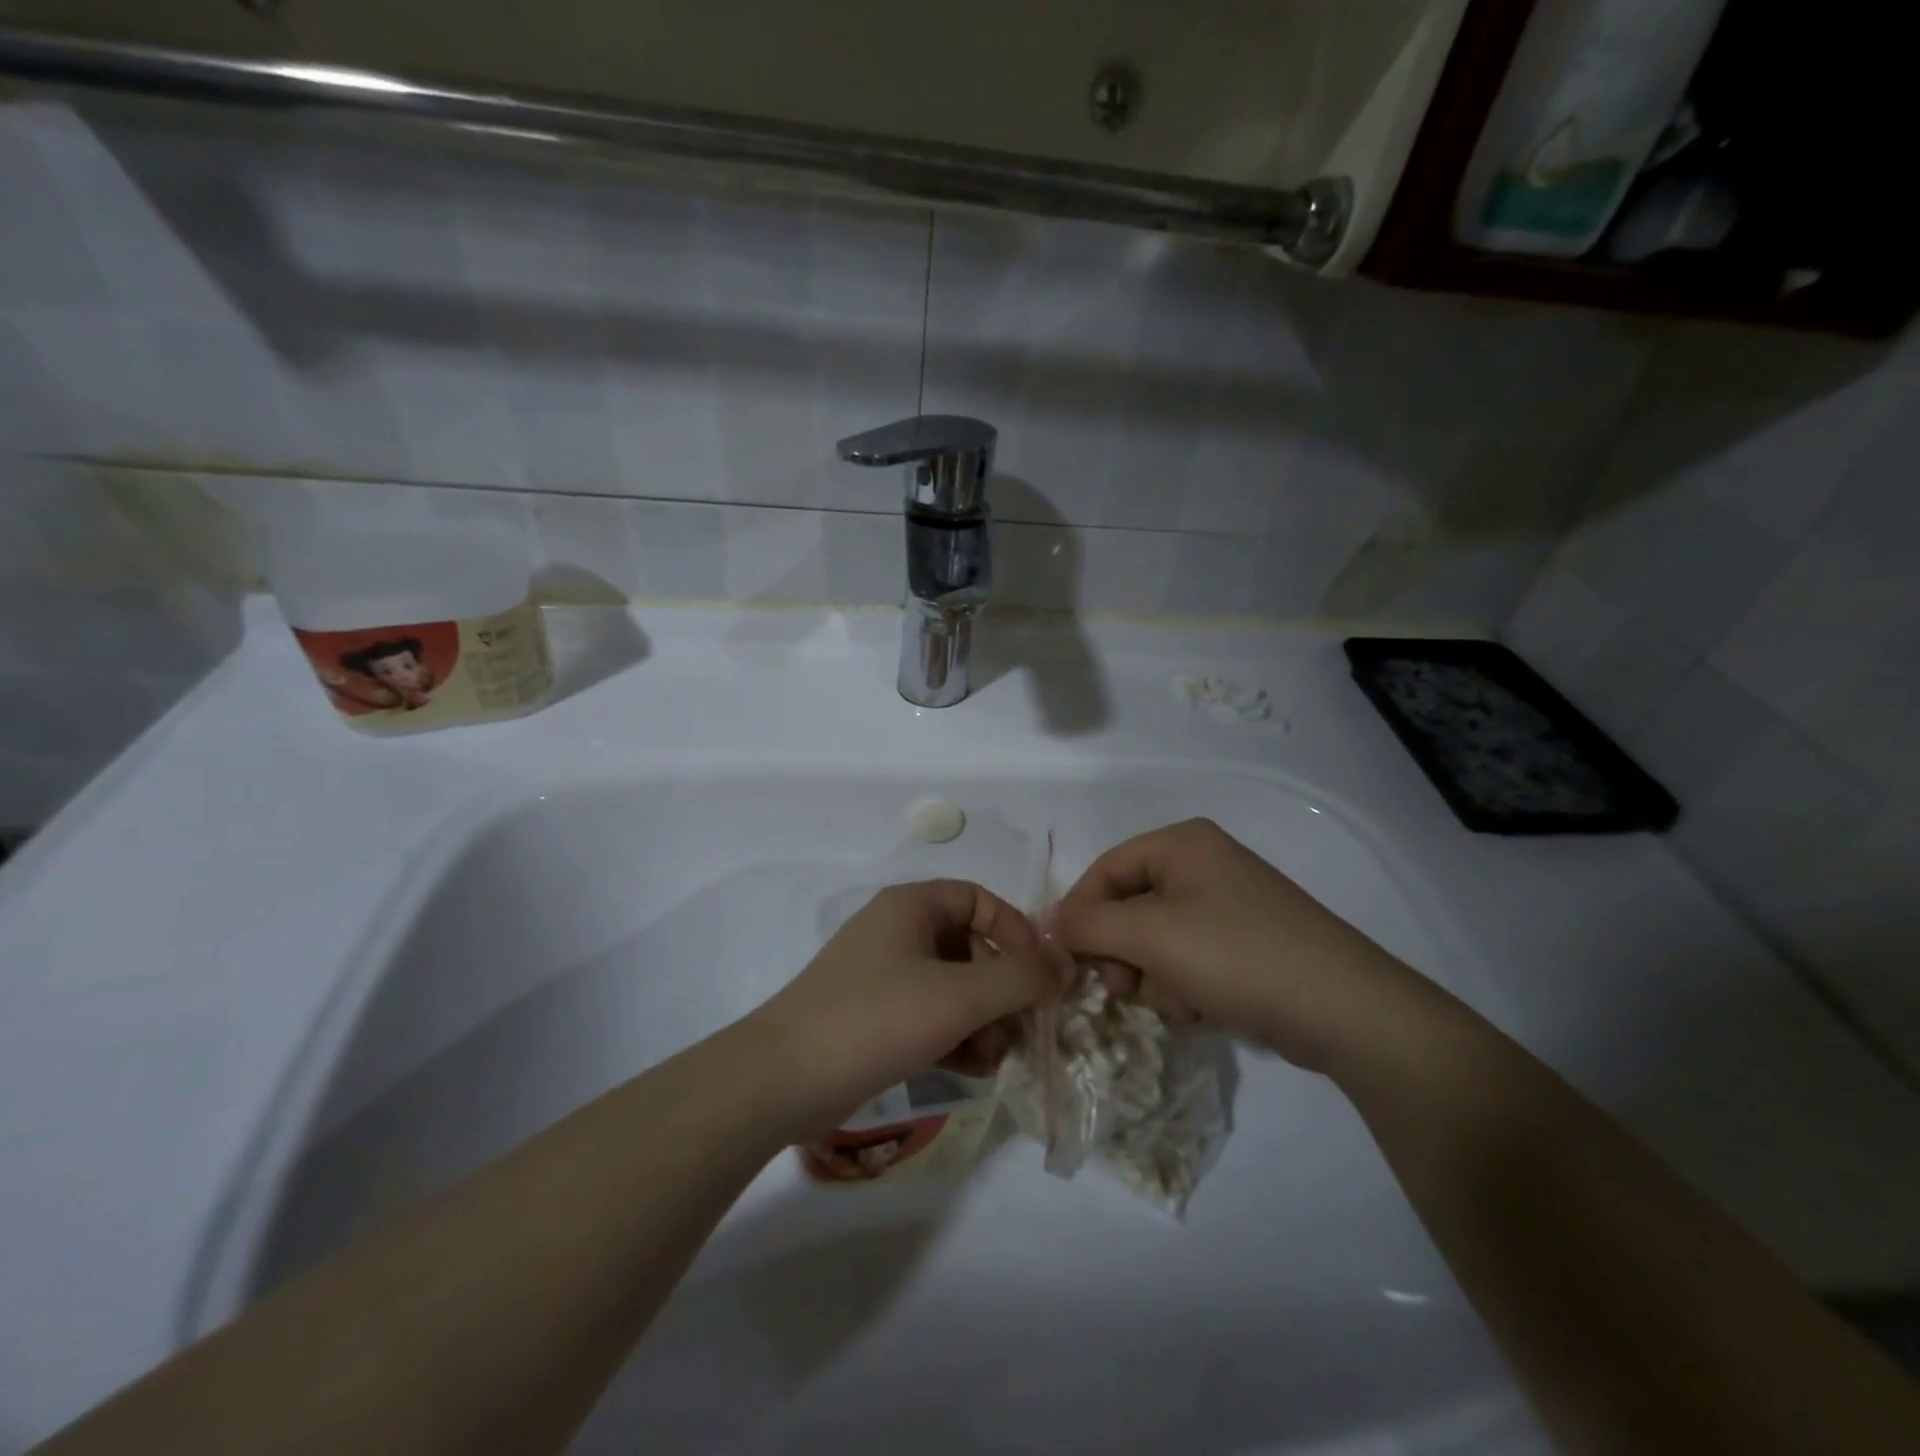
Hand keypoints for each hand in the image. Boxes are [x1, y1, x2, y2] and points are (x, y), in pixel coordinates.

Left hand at [748, 880, 1072, 1130]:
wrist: (782, 1079)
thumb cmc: (876, 1018)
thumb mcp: (959, 996)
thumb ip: (1020, 977)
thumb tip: (1066, 961)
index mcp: (912, 906)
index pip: (980, 899)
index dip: (1016, 931)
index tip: (1040, 974)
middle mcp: (897, 930)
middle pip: (970, 946)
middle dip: (1001, 989)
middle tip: (1020, 1029)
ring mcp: (882, 974)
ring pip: (952, 985)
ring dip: (982, 1019)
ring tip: (993, 1059)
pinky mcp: (873, 1014)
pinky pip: (929, 1013)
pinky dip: (954, 1035)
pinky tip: (970, 1070)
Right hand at [1053, 819, 1442, 1072]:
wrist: (1343, 1010)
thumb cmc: (1236, 956)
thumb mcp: (1149, 936)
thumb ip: (1087, 926)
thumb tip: (1050, 926)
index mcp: (1182, 844)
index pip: (1105, 870)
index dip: (1078, 914)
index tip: (1064, 960)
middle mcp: (1204, 865)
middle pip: (1129, 908)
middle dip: (1122, 954)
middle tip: (1124, 989)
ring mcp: (1228, 905)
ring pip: (1156, 941)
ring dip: (1155, 978)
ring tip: (1180, 1002)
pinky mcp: (1246, 945)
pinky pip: (1189, 960)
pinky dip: (1185, 988)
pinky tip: (1205, 1010)